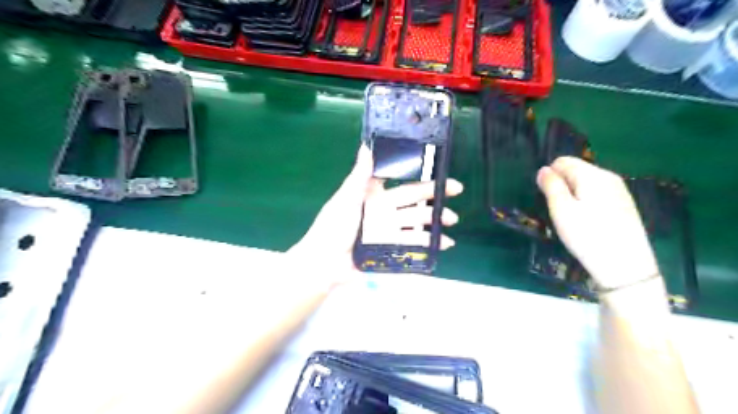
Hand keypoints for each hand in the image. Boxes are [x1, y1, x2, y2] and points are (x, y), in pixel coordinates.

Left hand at [288, 146, 459, 274]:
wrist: (325, 263)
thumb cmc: (333, 227)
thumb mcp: (346, 198)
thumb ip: (359, 175)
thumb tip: (366, 145)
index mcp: (374, 196)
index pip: (400, 181)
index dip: (417, 175)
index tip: (436, 170)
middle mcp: (384, 211)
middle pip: (414, 200)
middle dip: (435, 196)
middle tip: (456, 190)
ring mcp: (389, 231)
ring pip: (417, 222)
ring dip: (435, 221)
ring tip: (452, 221)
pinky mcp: (391, 249)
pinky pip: (413, 244)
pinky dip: (429, 244)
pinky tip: (443, 244)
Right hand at [534, 157, 659, 289]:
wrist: (626, 266)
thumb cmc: (588, 235)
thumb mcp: (561, 210)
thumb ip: (551, 186)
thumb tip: (543, 170)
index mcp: (592, 175)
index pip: (563, 161)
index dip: (549, 176)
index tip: (547, 197)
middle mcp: (608, 177)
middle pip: (576, 170)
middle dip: (562, 185)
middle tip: (557, 210)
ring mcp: (619, 191)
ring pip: (586, 183)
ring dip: (573, 195)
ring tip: (571, 218)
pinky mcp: (624, 205)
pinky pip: (597, 194)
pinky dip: (586, 202)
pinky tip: (587, 222)